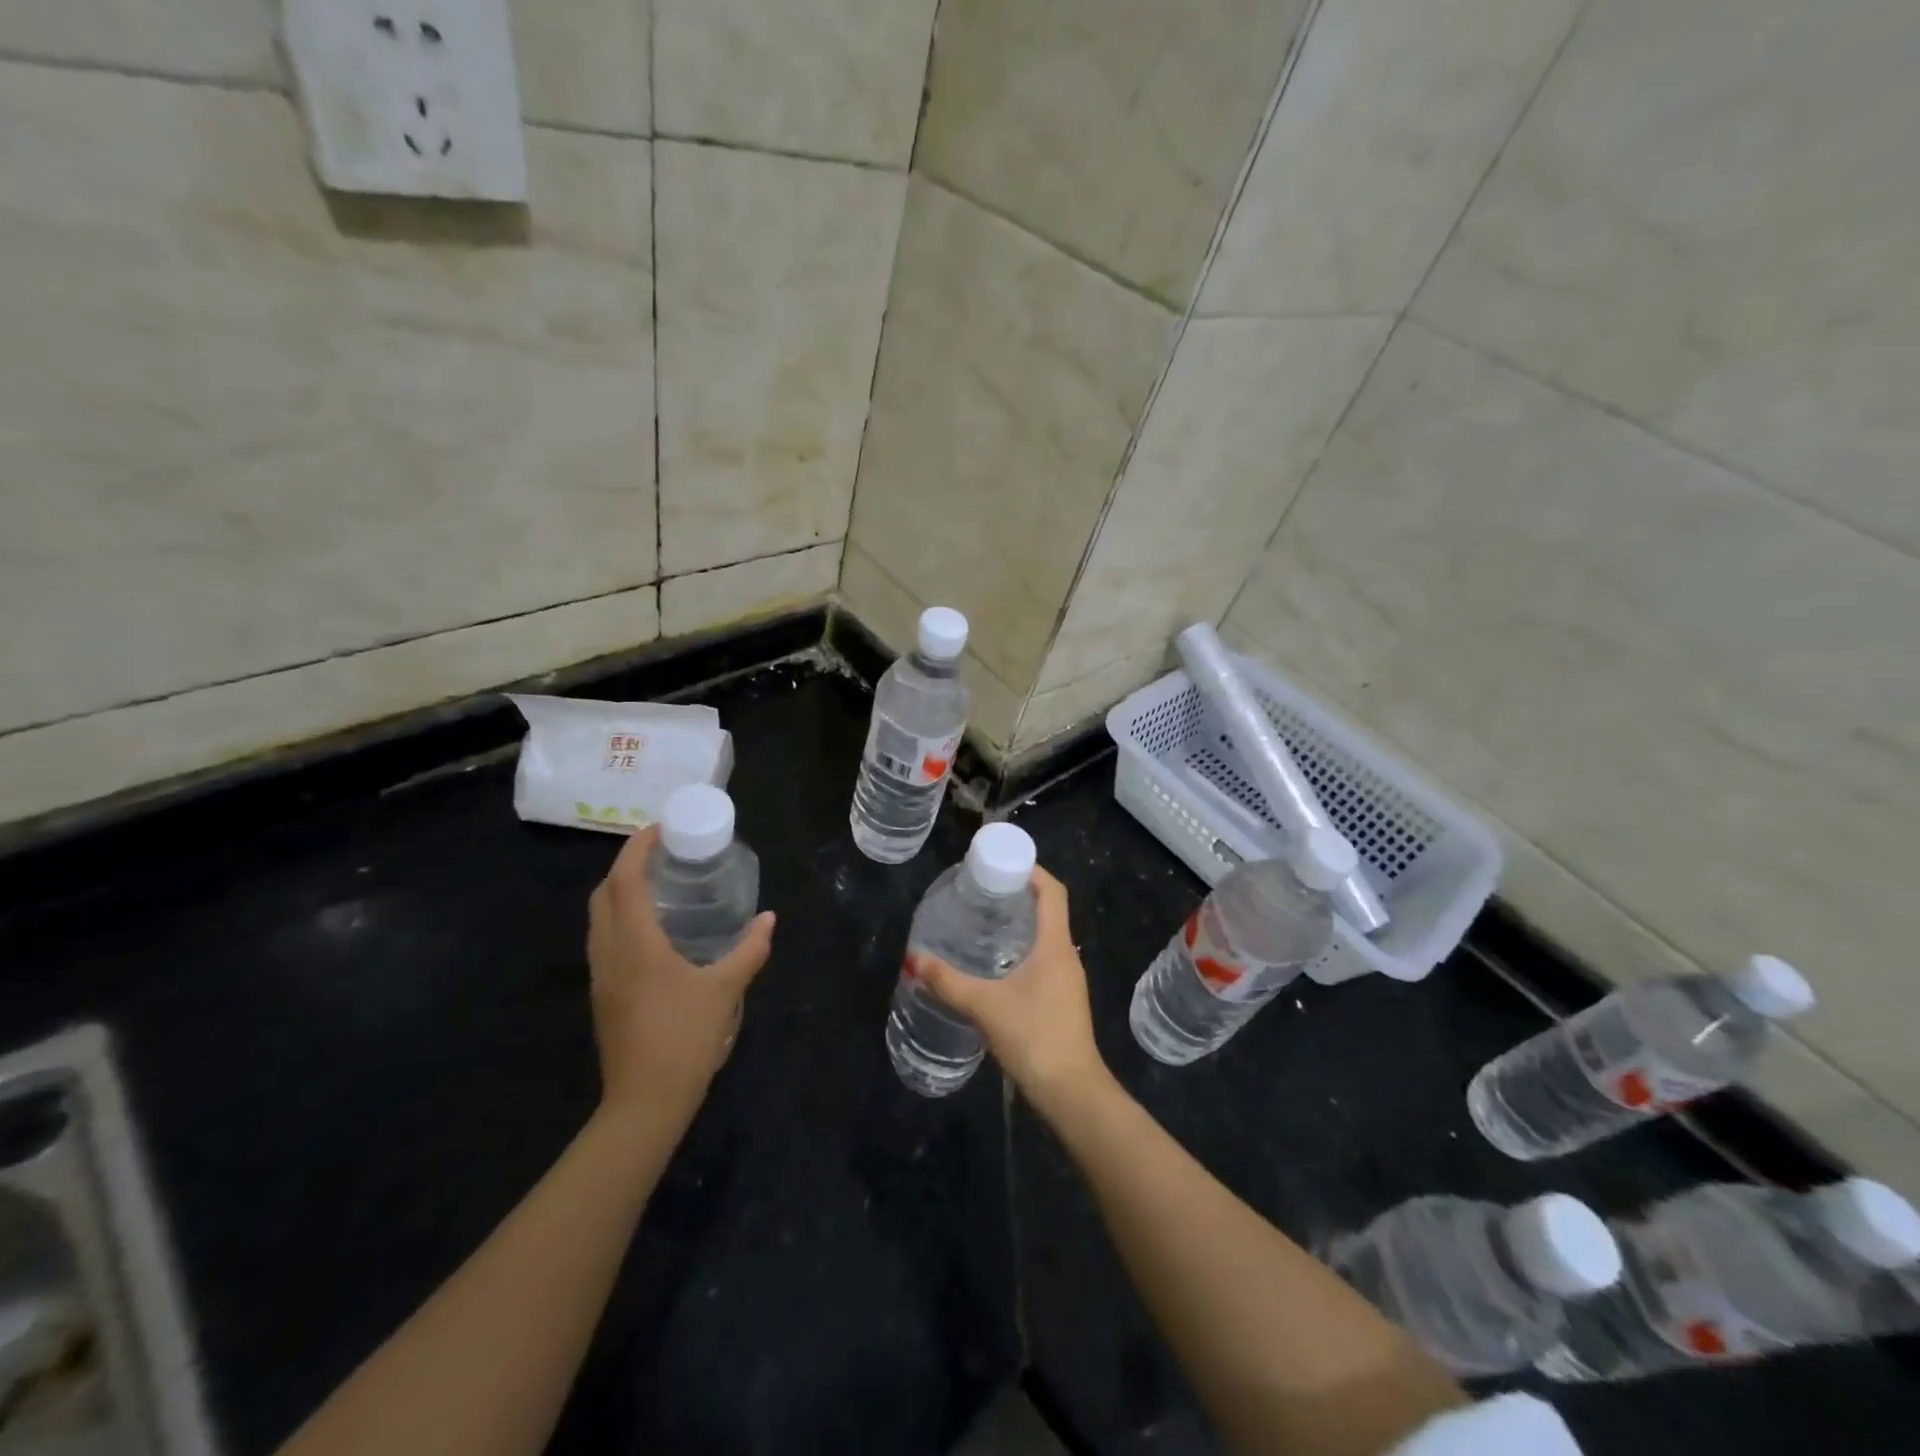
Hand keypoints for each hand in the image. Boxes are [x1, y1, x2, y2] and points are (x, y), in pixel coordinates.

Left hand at [586, 828, 774, 1126]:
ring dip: (620, 892)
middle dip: (626, 865)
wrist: (644, 1102)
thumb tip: (769, 919)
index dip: (637, 848)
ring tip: (658, 883)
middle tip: (662, 853)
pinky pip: (605, 940)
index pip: (625, 881)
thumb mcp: (725, 990)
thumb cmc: (685, 1039)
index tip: (660, 828)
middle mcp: (609, 953)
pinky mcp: (604, 995)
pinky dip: (621, 918)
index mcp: (635, 944)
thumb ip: (749, 950)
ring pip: (599, 918)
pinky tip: (654, 928)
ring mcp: (601, 976)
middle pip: (603, 894)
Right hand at [908, 866, 1107, 1112]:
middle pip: (1049, 910)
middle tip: (982, 890)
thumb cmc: (1033, 1036)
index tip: (1002, 862)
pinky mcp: (1063, 1000)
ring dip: (1021, 923)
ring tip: (984, 921)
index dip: (1032, 870)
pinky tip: (996, 964)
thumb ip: (947, 981)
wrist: (1072, 1092)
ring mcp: (1068, 979)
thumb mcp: (984, 1006)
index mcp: (1055, 945)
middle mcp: (1067, 955)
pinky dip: (1022, 949)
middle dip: (1019, 894)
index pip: (1052, 891)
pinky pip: (1044, 959)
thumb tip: (912, 959)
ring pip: (1046, 937)